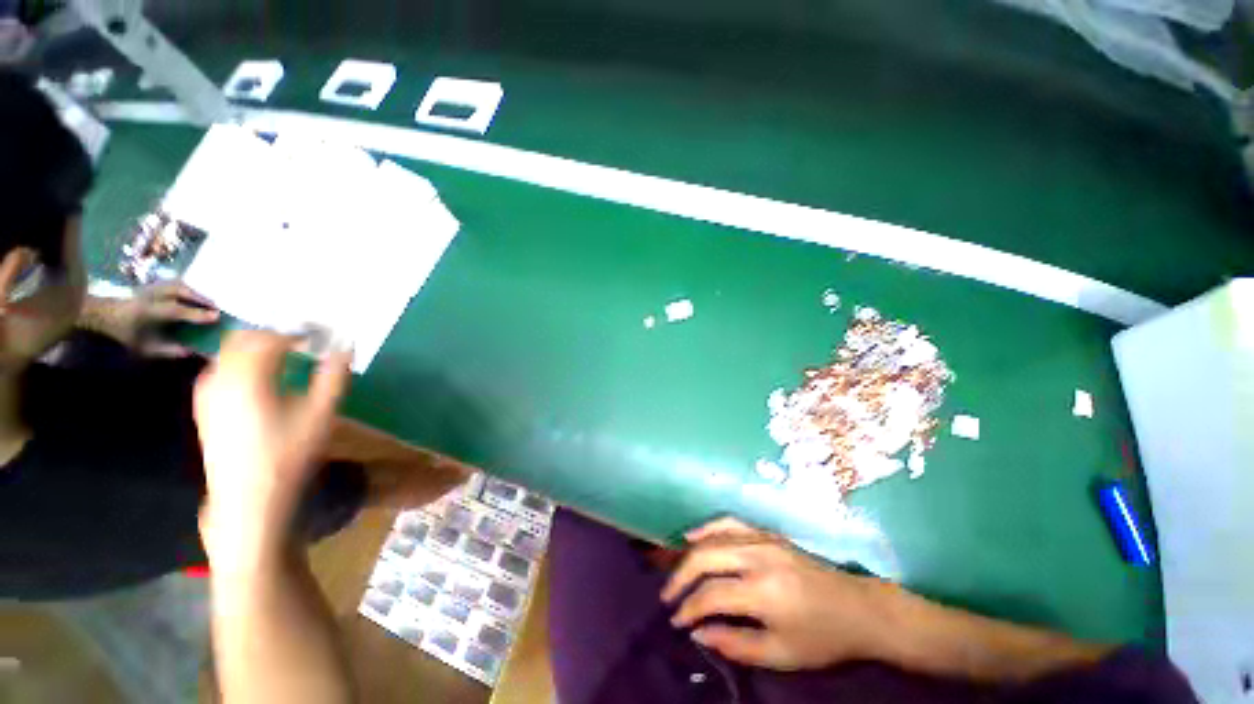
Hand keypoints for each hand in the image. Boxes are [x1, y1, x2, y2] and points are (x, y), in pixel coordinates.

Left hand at [88, 281, 218, 355]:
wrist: (98, 314)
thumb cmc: (121, 333)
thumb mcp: (141, 347)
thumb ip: (165, 349)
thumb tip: (190, 352)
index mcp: (146, 311)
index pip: (176, 310)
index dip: (197, 314)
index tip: (216, 317)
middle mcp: (149, 296)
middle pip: (179, 291)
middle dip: (200, 298)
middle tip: (215, 307)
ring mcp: (149, 287)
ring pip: (176, 284)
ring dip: (194, 291)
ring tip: (207, 300)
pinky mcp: (150, 284)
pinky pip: (172, 283)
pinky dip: (185, 287)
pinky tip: (192, 294)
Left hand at [195, 330, 351, 565]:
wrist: (249, 498)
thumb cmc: (290, 454)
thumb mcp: (321, 413)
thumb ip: (334, 376)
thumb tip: (345, 348)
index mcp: (250, 377)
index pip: (271, 338)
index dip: (296, 333)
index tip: (317, 337)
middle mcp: (221, 378)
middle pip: (242, 340)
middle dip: (272, 336)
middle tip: (300, 344)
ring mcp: (207, 393)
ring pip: (227, 354)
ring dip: (254, 349)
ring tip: (282, 359)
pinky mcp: (203, 407)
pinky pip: (219, 370)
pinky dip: (240, 364)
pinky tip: (258, 380)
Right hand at [661, 518, 903, 671]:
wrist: (858, 608)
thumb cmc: (822, 638)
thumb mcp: (781, 654)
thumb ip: (735, 644)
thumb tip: (698, 634)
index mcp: (763, 591)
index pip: (711, 595)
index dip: (689, 608)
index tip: (676, 621)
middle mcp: (757, 557)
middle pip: (705, 557)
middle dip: (681, 577)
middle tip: (668, 596)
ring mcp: (761, 538)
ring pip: (713, 536)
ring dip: (689, 553)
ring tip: (676, 571)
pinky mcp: (766, 532)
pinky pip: (729, 522)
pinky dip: (707, 528)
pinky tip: (694, 536)